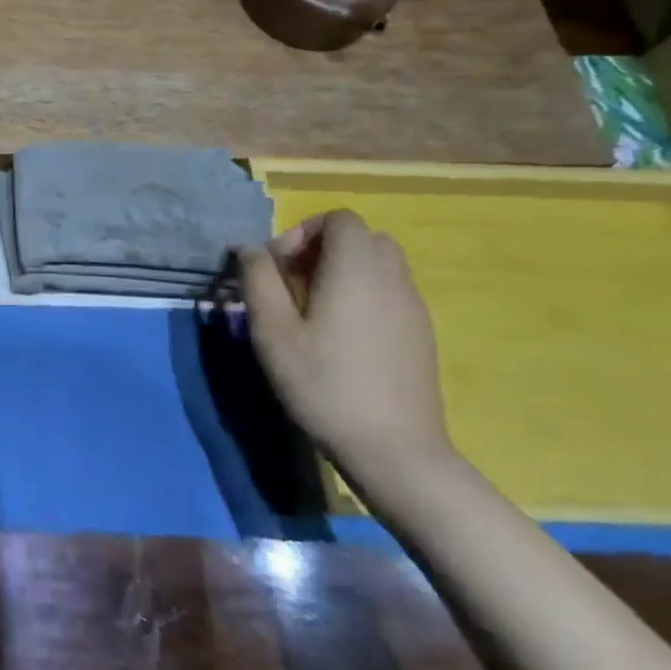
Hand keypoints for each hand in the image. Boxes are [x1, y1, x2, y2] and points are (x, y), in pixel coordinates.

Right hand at [239, 209, 452, 471]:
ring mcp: (413, 308)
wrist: (394, 450)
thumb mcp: (272, 330)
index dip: (303, 231)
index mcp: (356, 270)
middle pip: (362, 237)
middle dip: (323, 249)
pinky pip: (390, 293)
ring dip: (344, 272)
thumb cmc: (323, 383)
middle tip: (293, 284)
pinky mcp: (421, 335)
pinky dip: (363, 296)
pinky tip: (341, 337)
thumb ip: (257, 280)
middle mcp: (392, 279)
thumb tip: (249, 249)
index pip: (339, 219)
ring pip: (379, 265)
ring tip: (314, 311)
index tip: (279, 267)